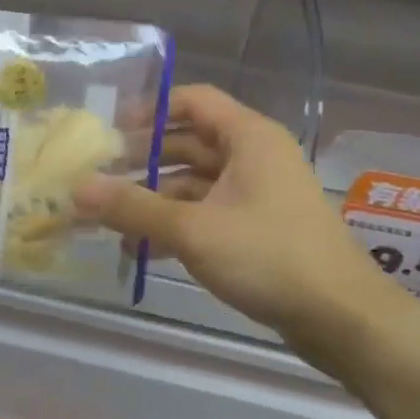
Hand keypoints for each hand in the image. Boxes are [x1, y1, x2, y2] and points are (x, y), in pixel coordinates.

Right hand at [74, 85, 391, 343]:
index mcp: (248, 137)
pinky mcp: (259, 227)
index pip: (193, 100)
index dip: (151, 110)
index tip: (111, 131)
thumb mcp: (193, 229)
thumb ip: (133, 207)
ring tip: (111, 218)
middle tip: (100, 176)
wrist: (342, 318)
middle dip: (144, 159)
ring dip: (155, 197)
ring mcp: (259, 193)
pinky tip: (143, 248)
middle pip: (190, 142)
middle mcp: (254, 156)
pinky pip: (208, 211)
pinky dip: (177, 223)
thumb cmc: (269, 256)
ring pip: (196, 181)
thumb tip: (77, 188)